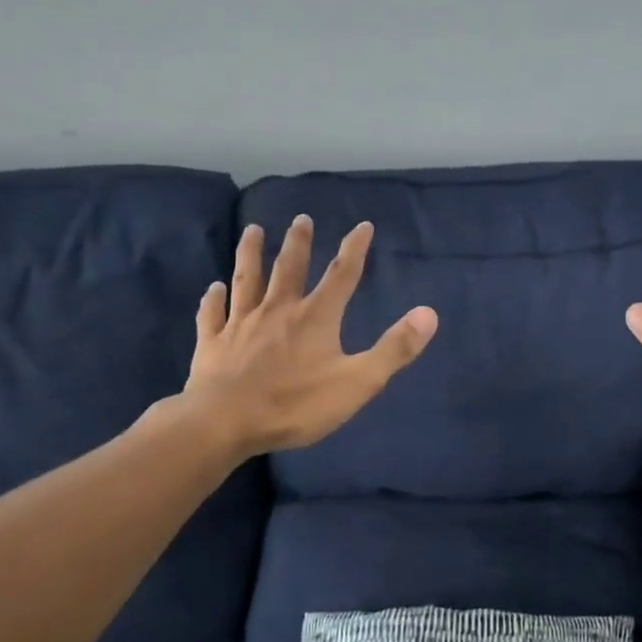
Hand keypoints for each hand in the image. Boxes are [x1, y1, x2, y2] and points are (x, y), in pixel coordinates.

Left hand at [179, 215, 437, 456]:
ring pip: (247, 279)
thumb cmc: (296, 404)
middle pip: (289, 268)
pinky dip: (213, 299)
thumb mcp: (358, 382)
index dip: (354, 249)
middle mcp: (278, 310)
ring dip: (250, 253)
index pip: (341, 275)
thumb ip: (394, 349)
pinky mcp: (213, 343)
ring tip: (252, 230)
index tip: (363, 225)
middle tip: (301, 219)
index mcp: (315, 317)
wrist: (225, 422)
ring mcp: (241, 324)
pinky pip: (213, 314)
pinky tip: (213, 288)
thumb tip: (429, 313)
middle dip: (298, 242)